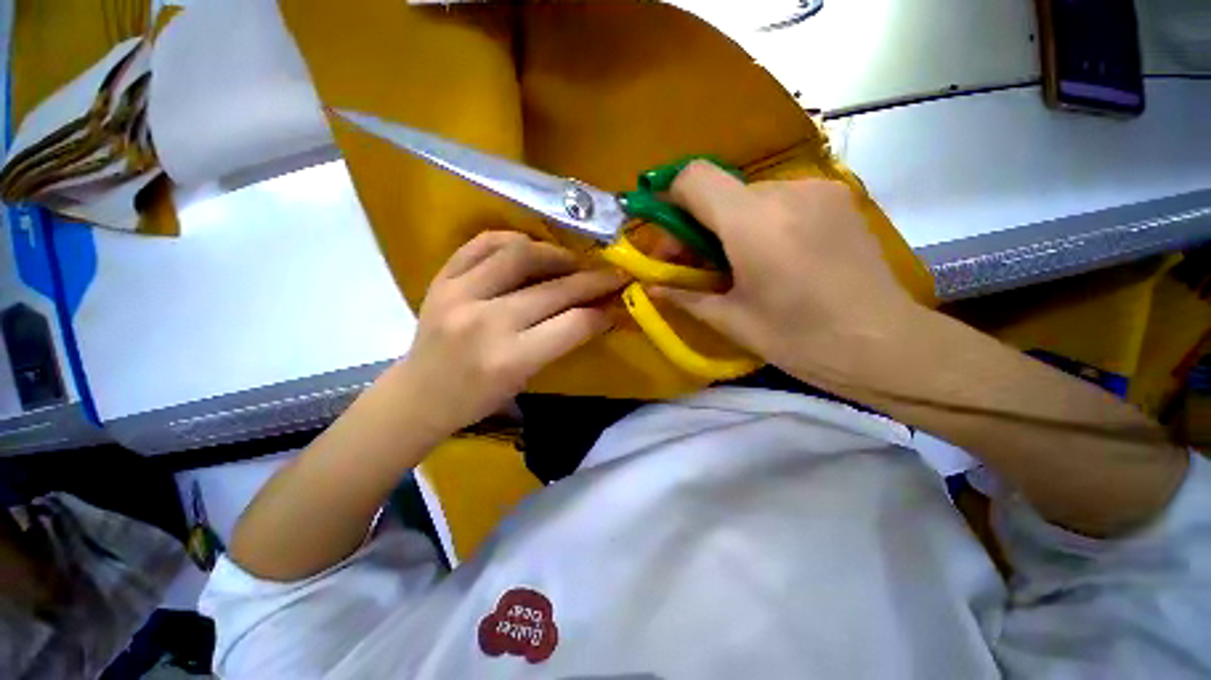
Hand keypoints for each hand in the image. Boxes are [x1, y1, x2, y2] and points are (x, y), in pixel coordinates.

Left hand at [396, 231, 625, 436]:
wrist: (419, 395)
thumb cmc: (478, 399)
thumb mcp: (527, 378)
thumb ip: (560, 342)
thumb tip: (595, 312)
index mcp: (509, 359)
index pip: (572, 324)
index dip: (601, 313)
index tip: (616, 304)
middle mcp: (485, 322)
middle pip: (554, 290)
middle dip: (593, 281)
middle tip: (612, 275)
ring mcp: (458, 294)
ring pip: (520, 254)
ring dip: (556, 254)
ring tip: (571, 261)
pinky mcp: (441, 278)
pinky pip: (482, 243)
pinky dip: (512, 240)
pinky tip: (528, 247)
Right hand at [651, 161, 921, 385]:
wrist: (884, 345)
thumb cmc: (800, 340)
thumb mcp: (731, 321)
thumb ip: (684, 296)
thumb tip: (650, 287)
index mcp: (753, 223)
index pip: (694, 178)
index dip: (670, 201)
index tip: (669, 240)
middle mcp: (787, 191)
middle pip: (722, 191)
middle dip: (700, 224)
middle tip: (698, 265)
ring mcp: (819, 190)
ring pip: (751, 196)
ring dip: (731, 225)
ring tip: (739, 264)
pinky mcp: (840, 198)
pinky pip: (782, 200)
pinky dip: (762, 221)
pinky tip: (773, 256)